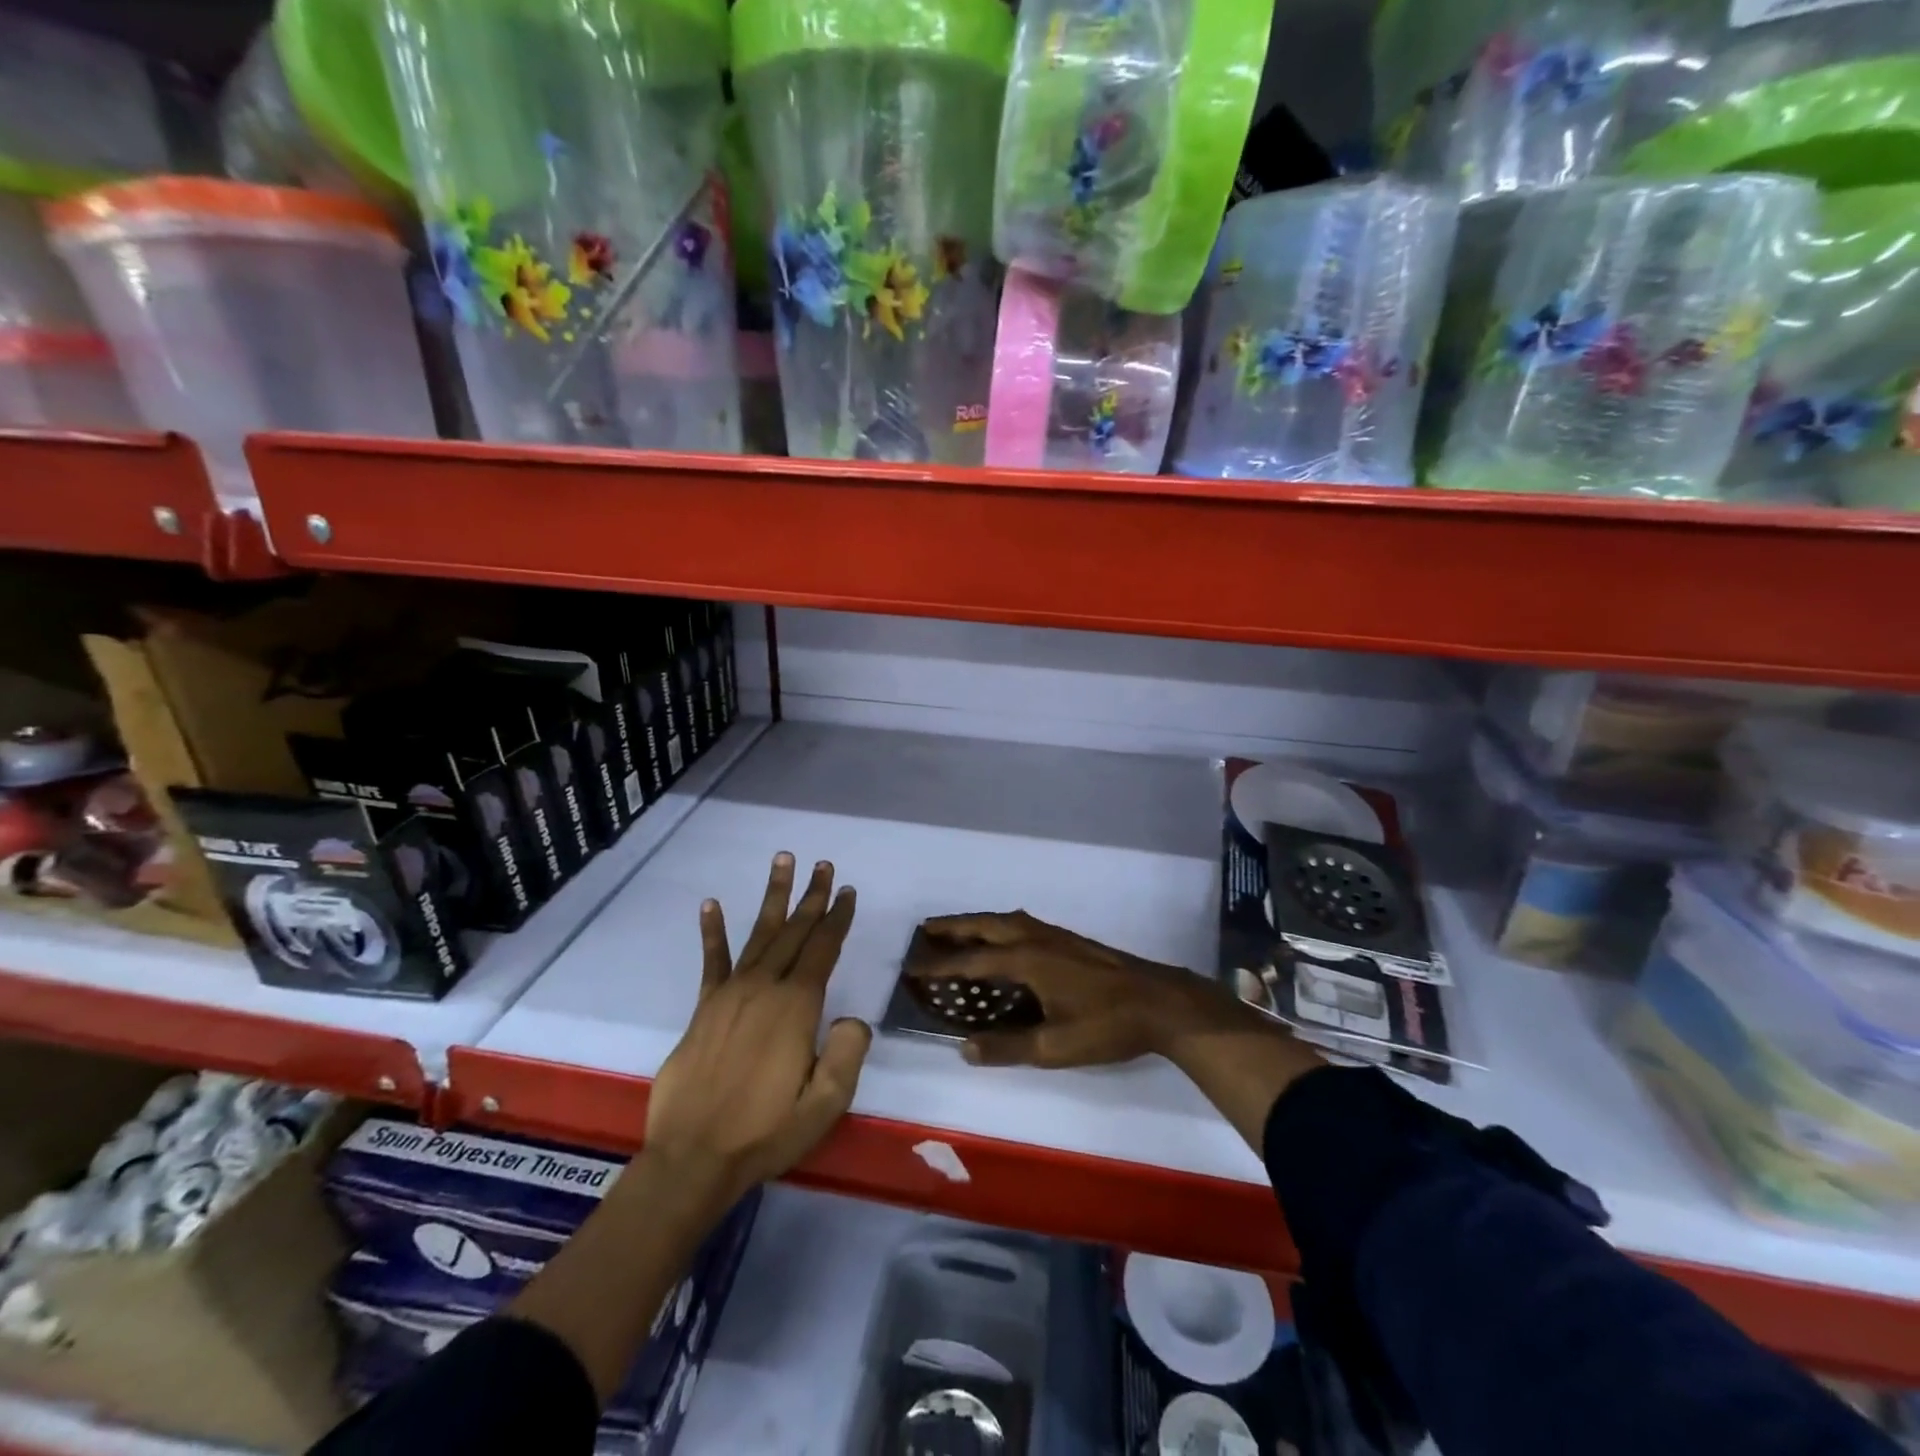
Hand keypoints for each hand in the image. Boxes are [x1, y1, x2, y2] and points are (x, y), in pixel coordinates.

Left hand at [646, 854, 870, 1204]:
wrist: (693, 1158)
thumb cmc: (766, 1132)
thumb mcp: (825, 1104)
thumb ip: (848, 1054)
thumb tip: (852, 1019)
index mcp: (796, 1007)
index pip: (823, 949)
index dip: (838, 918)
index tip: (848, 891)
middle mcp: (764, 988)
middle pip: (794, 931)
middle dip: (813, 897)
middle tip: (825, 865)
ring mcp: (730, 994)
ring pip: (759, 933)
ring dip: (773, 896)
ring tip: (783, 861)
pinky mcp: (704, 1008)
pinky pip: (712, 960)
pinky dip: (712, 931)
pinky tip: (711, 904)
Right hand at [914, 910, 1259, 1068]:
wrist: (1161, 1002)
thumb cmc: (1107, 1025)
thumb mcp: (1055, 1047)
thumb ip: (1007, 1047)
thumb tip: (963, 1048)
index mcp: (1027, 959)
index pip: (972, 962)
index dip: (940, 966)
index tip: (911, 967)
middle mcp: (1036, 938)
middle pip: (985, 926)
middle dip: (953, 927)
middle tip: (924, 930)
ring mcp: (1055, 935)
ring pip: (1005, 921)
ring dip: (976, 924)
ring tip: (956, 932)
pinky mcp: (1069, 941)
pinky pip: (1021, 925)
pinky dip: (998, 927)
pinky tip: (1003, 941)